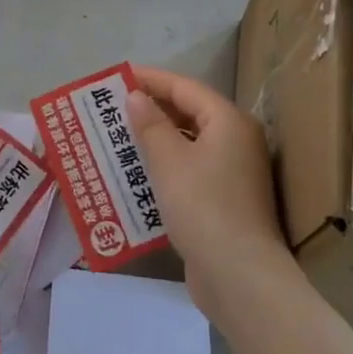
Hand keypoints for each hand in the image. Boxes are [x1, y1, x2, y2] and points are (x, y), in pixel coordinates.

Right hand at [127, 65, 296, 313]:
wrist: (239, 276)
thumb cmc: (203, 206)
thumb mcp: (169, 160)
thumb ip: (150, 124)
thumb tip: (137, 96)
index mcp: (228, 122)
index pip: (185, 88)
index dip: (151, 79)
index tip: (118, 77)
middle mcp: (237, 141)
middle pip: (189, 114)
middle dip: (151, 110)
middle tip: (113, 108)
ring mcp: (234, 173)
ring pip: (188, 144)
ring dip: (155, 140)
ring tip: (118, 138)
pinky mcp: (225, 201)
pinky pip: (190, 171)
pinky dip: (164, 167)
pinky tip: (137, 175)